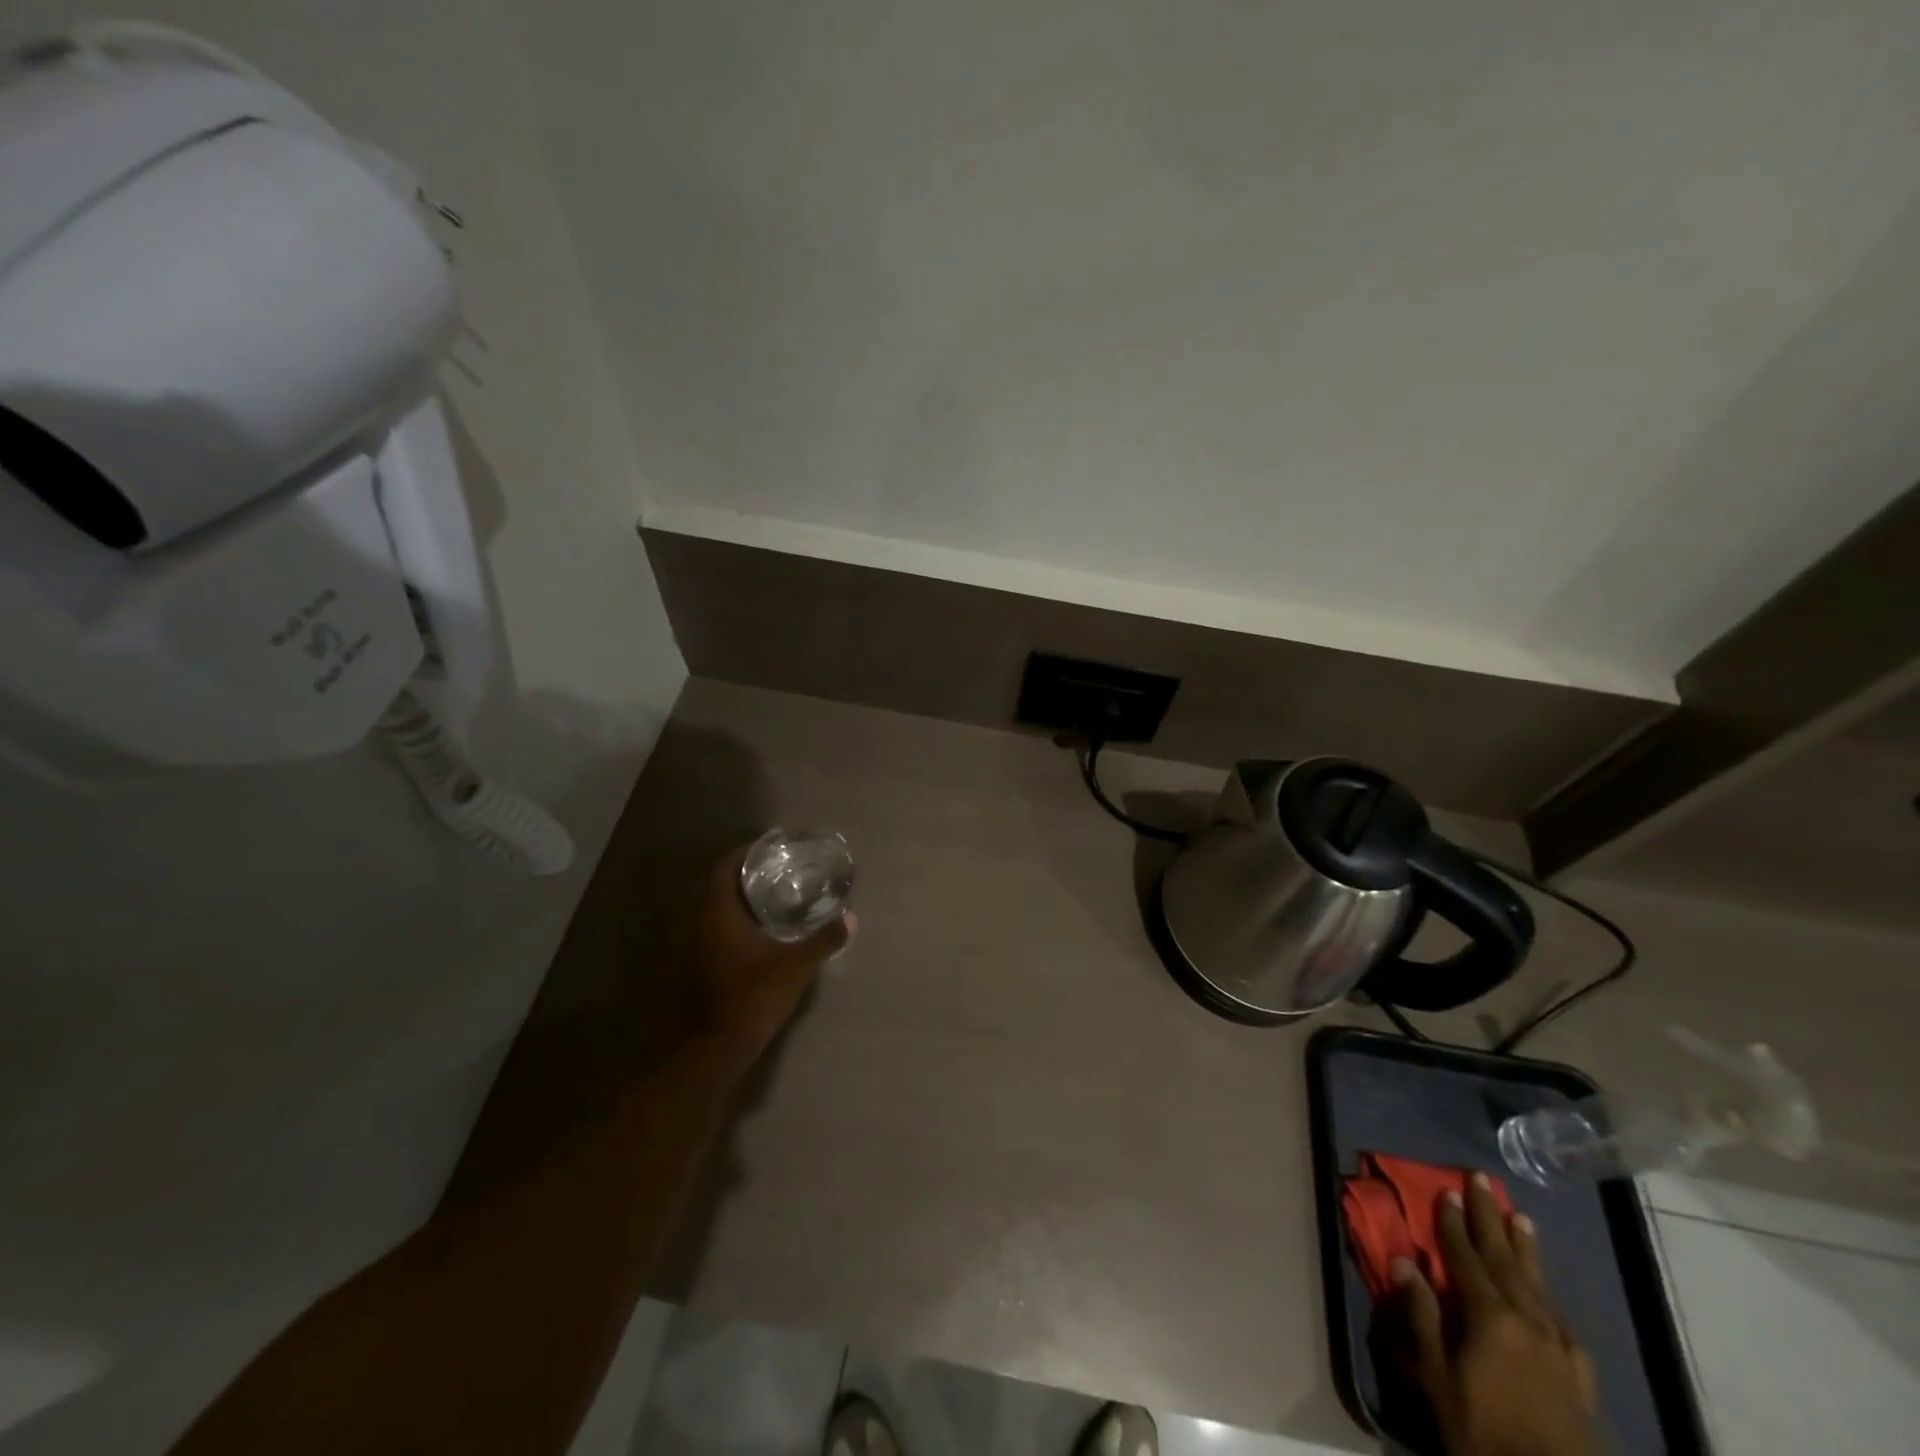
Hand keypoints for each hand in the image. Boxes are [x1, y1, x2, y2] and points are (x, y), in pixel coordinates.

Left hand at [694, 846, 855, 1063]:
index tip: (769, 846)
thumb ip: (824, 939)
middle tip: (782, 865)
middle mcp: (707, 924)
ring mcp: (707, 944)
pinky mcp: (712, 962)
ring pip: (724, 906)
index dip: (744, 852)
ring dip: (748, 894)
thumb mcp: (797, 965)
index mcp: (720, 915)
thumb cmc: (755, 995)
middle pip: (724, 884)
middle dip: (750, 871)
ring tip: (782, 889)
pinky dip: (746, 915)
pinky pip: (727, 924)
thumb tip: (852, 918)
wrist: (723, 1043)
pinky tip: (773, 923)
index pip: (724, 869)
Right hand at [1385, 1176, 1597, 1455]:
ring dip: (1524, 1248)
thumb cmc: (1480, 1430)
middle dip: (1490, 1217)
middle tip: (1482, 1181)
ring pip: (1537, 1284)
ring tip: (1520, 1217)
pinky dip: (1549, 1300)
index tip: (1446, 1189)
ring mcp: (1559, 1349)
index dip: (1452, 1222)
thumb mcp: (1435, 1376)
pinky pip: (1562, 1324)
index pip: (1465, 1256)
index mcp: (1490, 1316)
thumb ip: (1420, 1315)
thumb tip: (1403, 1260)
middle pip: (1504, 1259)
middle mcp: (1528, 1321)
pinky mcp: (1579, 1378)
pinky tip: (1547, 1298)